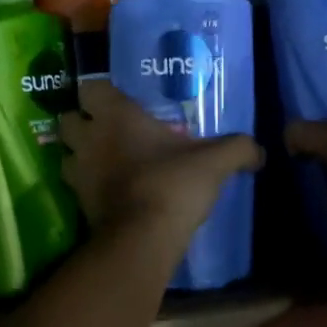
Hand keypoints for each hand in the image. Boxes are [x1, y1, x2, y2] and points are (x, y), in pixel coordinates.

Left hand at [59, 80, 263, 247]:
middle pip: (67, 119)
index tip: (117, 100)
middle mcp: (90, 138)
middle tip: (106, 129)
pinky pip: (75, 186)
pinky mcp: (78, 204)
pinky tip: (108, 191)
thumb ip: (238, 149)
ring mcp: (78, 172)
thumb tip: (261, 151)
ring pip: (66, 153)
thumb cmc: (173, 183)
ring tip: (103, 161)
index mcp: (116, 115)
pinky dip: (86, 186)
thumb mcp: (215, 162)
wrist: (143, 238)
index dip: (99, 92)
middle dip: (82, 122)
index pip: (89, 88)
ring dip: (79, 155)